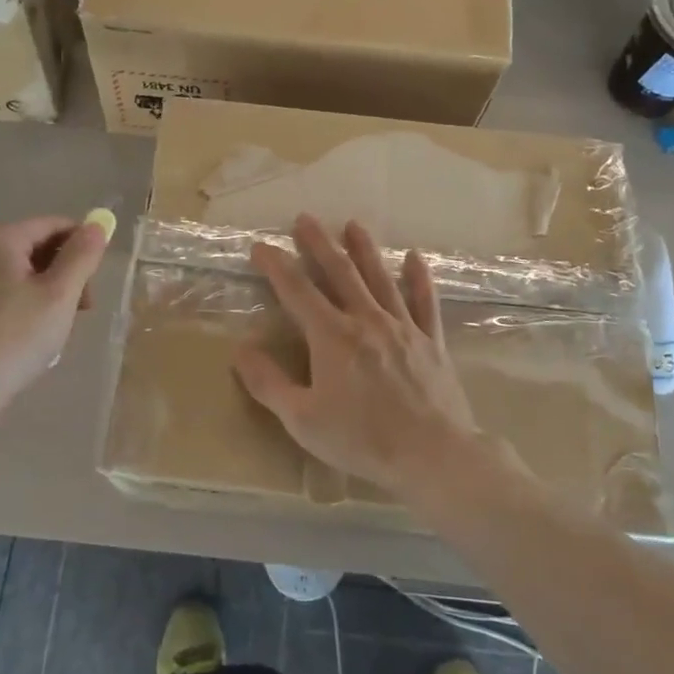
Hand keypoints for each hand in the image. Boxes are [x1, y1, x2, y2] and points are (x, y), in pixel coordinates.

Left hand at [0, 215, 109, 423]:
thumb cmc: (15, 336)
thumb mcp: (60, 294)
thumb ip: (82, 255)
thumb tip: (98, 225)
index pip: (56, 225)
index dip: (83, 248)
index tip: (94, 284)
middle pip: (40, 247)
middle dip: (68, 274)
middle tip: (81, 310)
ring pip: (27, 274)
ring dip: (52, 294)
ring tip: (59, 328)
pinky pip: (10, 293)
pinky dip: (30, 307)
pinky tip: (35, 336)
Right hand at [232, 214, 486, 500]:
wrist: (432, 454)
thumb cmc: (362, 439)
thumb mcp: (302, 419)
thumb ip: (268, 383)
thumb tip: (240, 350)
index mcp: (332, 337)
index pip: (296, 290)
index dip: (275, 265)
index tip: (260, 246)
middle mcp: (366, 320)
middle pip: (339, 272)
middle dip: (319, 243)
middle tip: (305, 218)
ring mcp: (402, 327)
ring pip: (380, 278)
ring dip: (364, 249)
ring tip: (353, 224)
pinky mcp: (431, 341)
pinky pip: (424, 302)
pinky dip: (419, 278)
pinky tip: (416, 258)